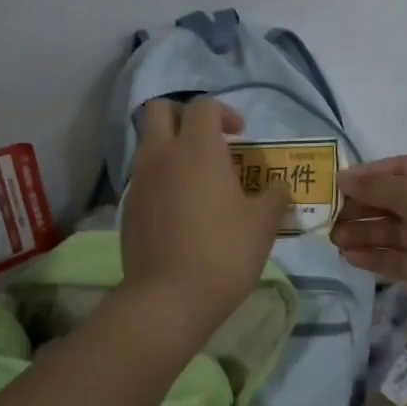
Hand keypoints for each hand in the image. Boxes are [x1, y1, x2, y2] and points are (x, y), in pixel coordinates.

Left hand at [117, 98, 290, 349]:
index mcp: (197, 148)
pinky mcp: (128, 206)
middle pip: (160, 110)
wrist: (167, 300)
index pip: (203, 106)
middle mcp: (162, 154)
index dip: (224, 112)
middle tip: (208, 140)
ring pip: (148, 141)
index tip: (240, 135)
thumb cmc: (222, 253)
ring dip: (170, 146)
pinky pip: (143, 174)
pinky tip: (180, 207)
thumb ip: (274, 197)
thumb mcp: (263, 224)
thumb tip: (278, 189)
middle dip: (184, 115)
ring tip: (197, 176)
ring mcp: (140, 180)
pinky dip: (160, 176)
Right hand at [330, 155, 406, 345]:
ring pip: (397, 231)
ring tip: (333, 239)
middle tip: (327, 217)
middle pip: (396, 199)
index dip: (366, 175)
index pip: (399, 167)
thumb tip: (343, 178)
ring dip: (366, 233)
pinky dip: (378, 257)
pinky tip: (350, 257)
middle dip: (362, 207)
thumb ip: (377, 187)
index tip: (332, 185)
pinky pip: (403, 258)